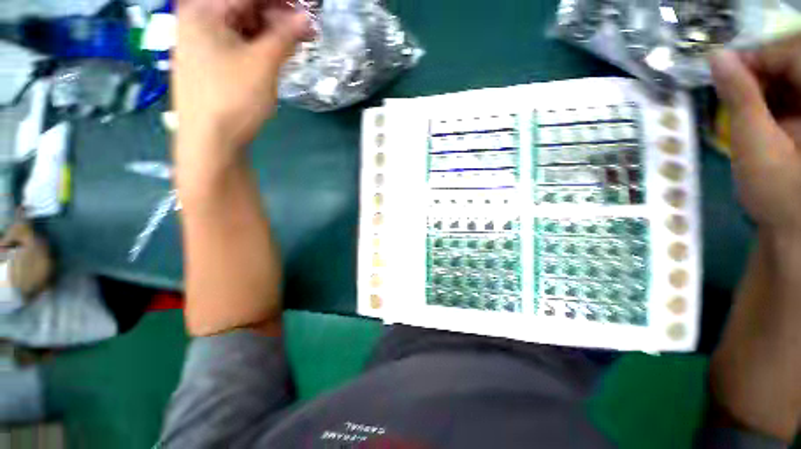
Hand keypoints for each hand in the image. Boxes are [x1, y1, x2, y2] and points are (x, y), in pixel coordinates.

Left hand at [173, 0, 309, 171]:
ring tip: (296, 45)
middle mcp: (199, 20)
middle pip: (246, 8)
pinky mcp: (211, 62)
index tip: (309, 7)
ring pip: (244, 27)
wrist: (211, 141)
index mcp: (205, 10)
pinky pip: (240, 44)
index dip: (283, 1)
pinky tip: (277, 55)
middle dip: (279, 17)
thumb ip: (285, 36)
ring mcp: (203, 42)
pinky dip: (261, 47)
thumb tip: (307, 19)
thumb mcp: (263, 64)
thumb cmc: (233, 98)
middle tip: (307, 31)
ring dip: (272, 33)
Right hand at [710, 35, 800, 233]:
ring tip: (743, 102)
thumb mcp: (754, 145)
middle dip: (762, 67)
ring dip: (767, 82)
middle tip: (731, 85)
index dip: (760, 55)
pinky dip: (775, 94)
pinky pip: (796, 92)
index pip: (795, 53)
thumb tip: (717, 59)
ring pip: (794, 75)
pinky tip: (760, 110)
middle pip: (796, 60)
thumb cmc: (778, 194)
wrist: (795, 231)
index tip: (725, 68)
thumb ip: (739, 98)